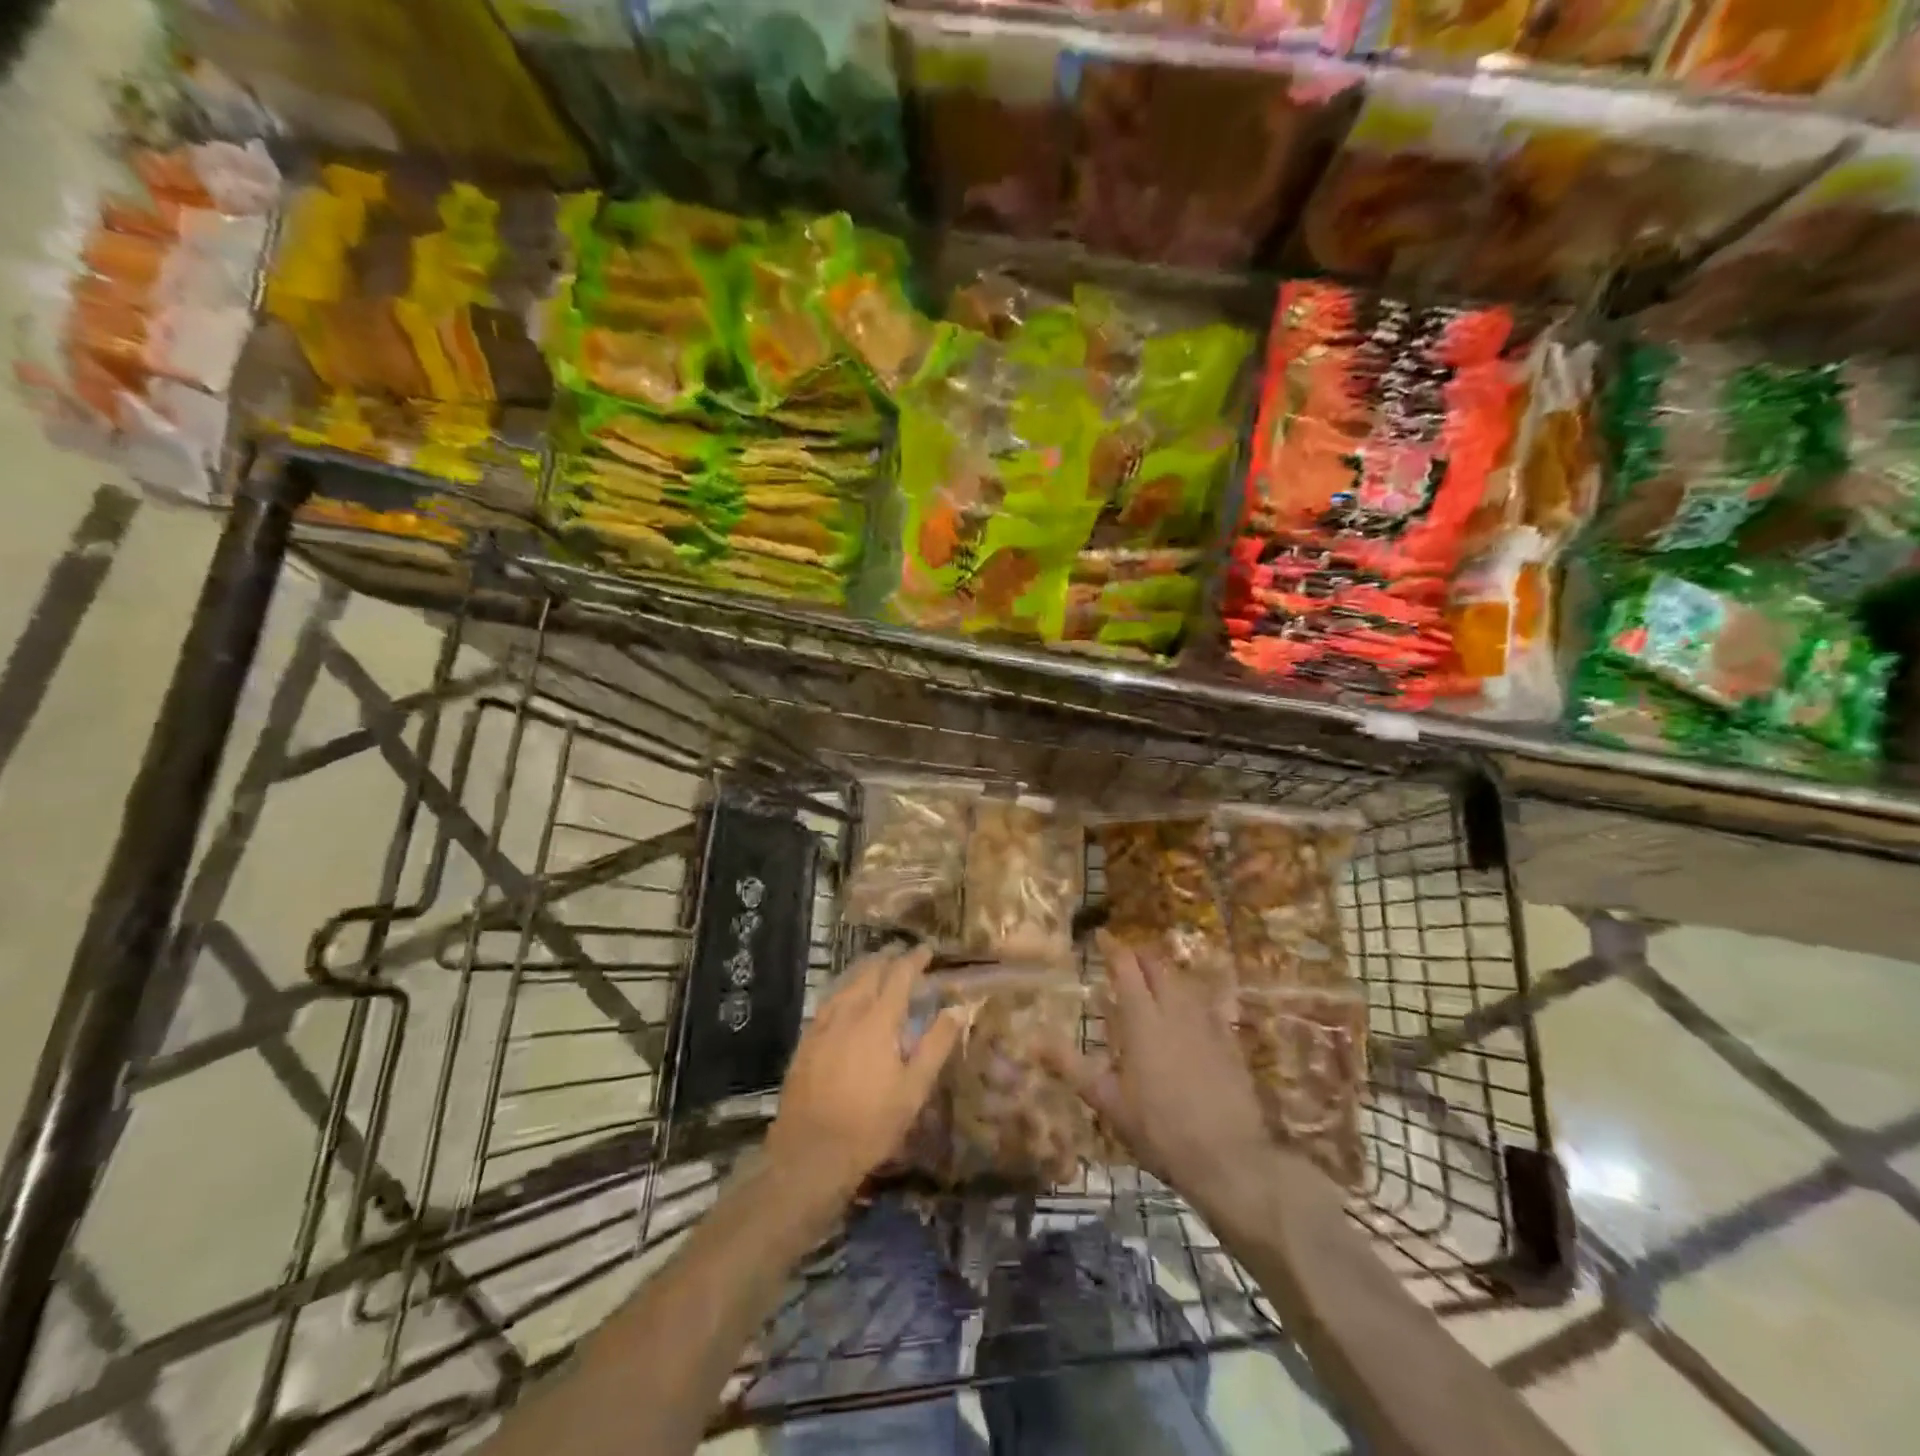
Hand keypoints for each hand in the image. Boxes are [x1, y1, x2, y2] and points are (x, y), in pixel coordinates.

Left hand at [767, 945, 963, 1202]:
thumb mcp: (914, 1089)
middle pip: (869, 971)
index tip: (927, 950)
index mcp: (878, 1020)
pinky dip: (844, 988)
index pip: (899, 975)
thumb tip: (957, 1010)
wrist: (810, 1153)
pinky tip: (846, 997)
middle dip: (888, 958)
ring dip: (864, 969)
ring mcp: (822, 1025)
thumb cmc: (870, 1124)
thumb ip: (936, 1045)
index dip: (914, 959)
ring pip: (845, 982)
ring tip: (877, 966)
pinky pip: (828, 1000)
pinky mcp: (806, 1040)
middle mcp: (848, 1012)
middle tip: (903, 955)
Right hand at [1054, 933, 1271, 1196]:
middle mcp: (1175, 1010)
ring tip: (1153, 977)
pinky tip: (1190, 1006)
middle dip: (1140, 954)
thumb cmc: (1159, 1129)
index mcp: (1142, 1019)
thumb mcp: (1107, 1101)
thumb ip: (1071, 1066)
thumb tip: (1033, 1041)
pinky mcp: (1230, 1041)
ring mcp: (1207, 1023)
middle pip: (1158, 966)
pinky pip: (1209, 1003)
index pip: (1126, 967)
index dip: (1113, 948)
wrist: (1229, 1157)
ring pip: (1184, 981)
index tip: (1101, 936)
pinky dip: (1193, 995)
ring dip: (1166, 972)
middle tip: (1124, 956)